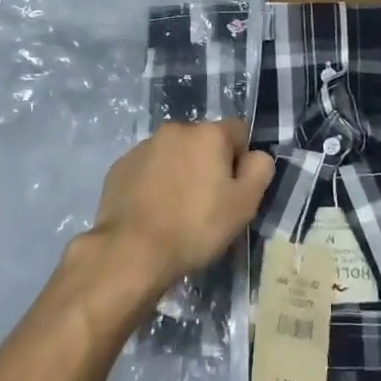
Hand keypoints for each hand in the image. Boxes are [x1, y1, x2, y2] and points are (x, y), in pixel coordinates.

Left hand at [89, 120, 273, 293]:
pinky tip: (153, 211)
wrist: (131, 251)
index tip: (233, 189)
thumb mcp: (244, 204)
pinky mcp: (121, 166)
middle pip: (203, 141)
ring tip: (176, 210)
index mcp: (208, 133)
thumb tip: (256, 156)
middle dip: (208, 164)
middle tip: (206, 203)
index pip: (238, 131)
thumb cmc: (195, 226)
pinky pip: (148, 168)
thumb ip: (259, 170)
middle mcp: (175, 129)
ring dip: (180, 171)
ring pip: (174, 153)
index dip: (241, 159)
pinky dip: (154, 182)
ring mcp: (144, 146)